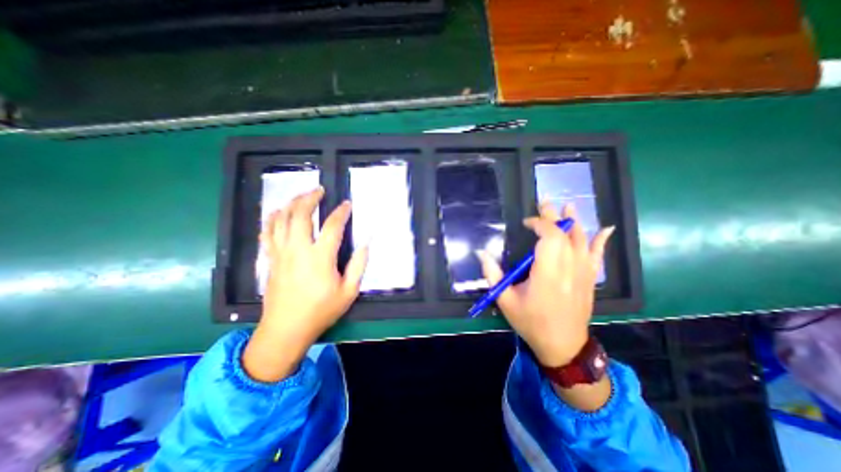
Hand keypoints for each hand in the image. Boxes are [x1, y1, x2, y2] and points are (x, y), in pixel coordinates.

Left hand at [241, 187, 364, 381]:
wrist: (286, 330)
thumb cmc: (321, 311)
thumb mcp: (348, 292)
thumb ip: (358, 265)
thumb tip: (366, 244)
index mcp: (320, 258)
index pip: (332, 226)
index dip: (341, 212)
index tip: (347, 204)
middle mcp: (298, 250)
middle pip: (300, 214)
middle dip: (310, 198)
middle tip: (319, 190)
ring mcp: (280, 253)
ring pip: (280, 219)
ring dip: (291, 203)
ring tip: (301, 196)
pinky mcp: (271, 259)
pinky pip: (267, 232)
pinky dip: (273, 218)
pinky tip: (279, 213)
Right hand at [475, 202, 615, 365]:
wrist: (563, 346)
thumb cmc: (531, 322)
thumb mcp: (505, 301)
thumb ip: (492, 274)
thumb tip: (480, 253)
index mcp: (547, 275)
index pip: (550, 238)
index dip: (540, 224)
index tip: (526, 223)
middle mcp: (568, 270)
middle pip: (565, 235)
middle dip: (554, 217)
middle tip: (545, 203)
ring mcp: (582, 274)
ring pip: (582, 241)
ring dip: (574, 222)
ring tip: (569, 205)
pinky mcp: (589, 279)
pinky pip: (597, 256)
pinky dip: (601, 241)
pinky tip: (605, 228)